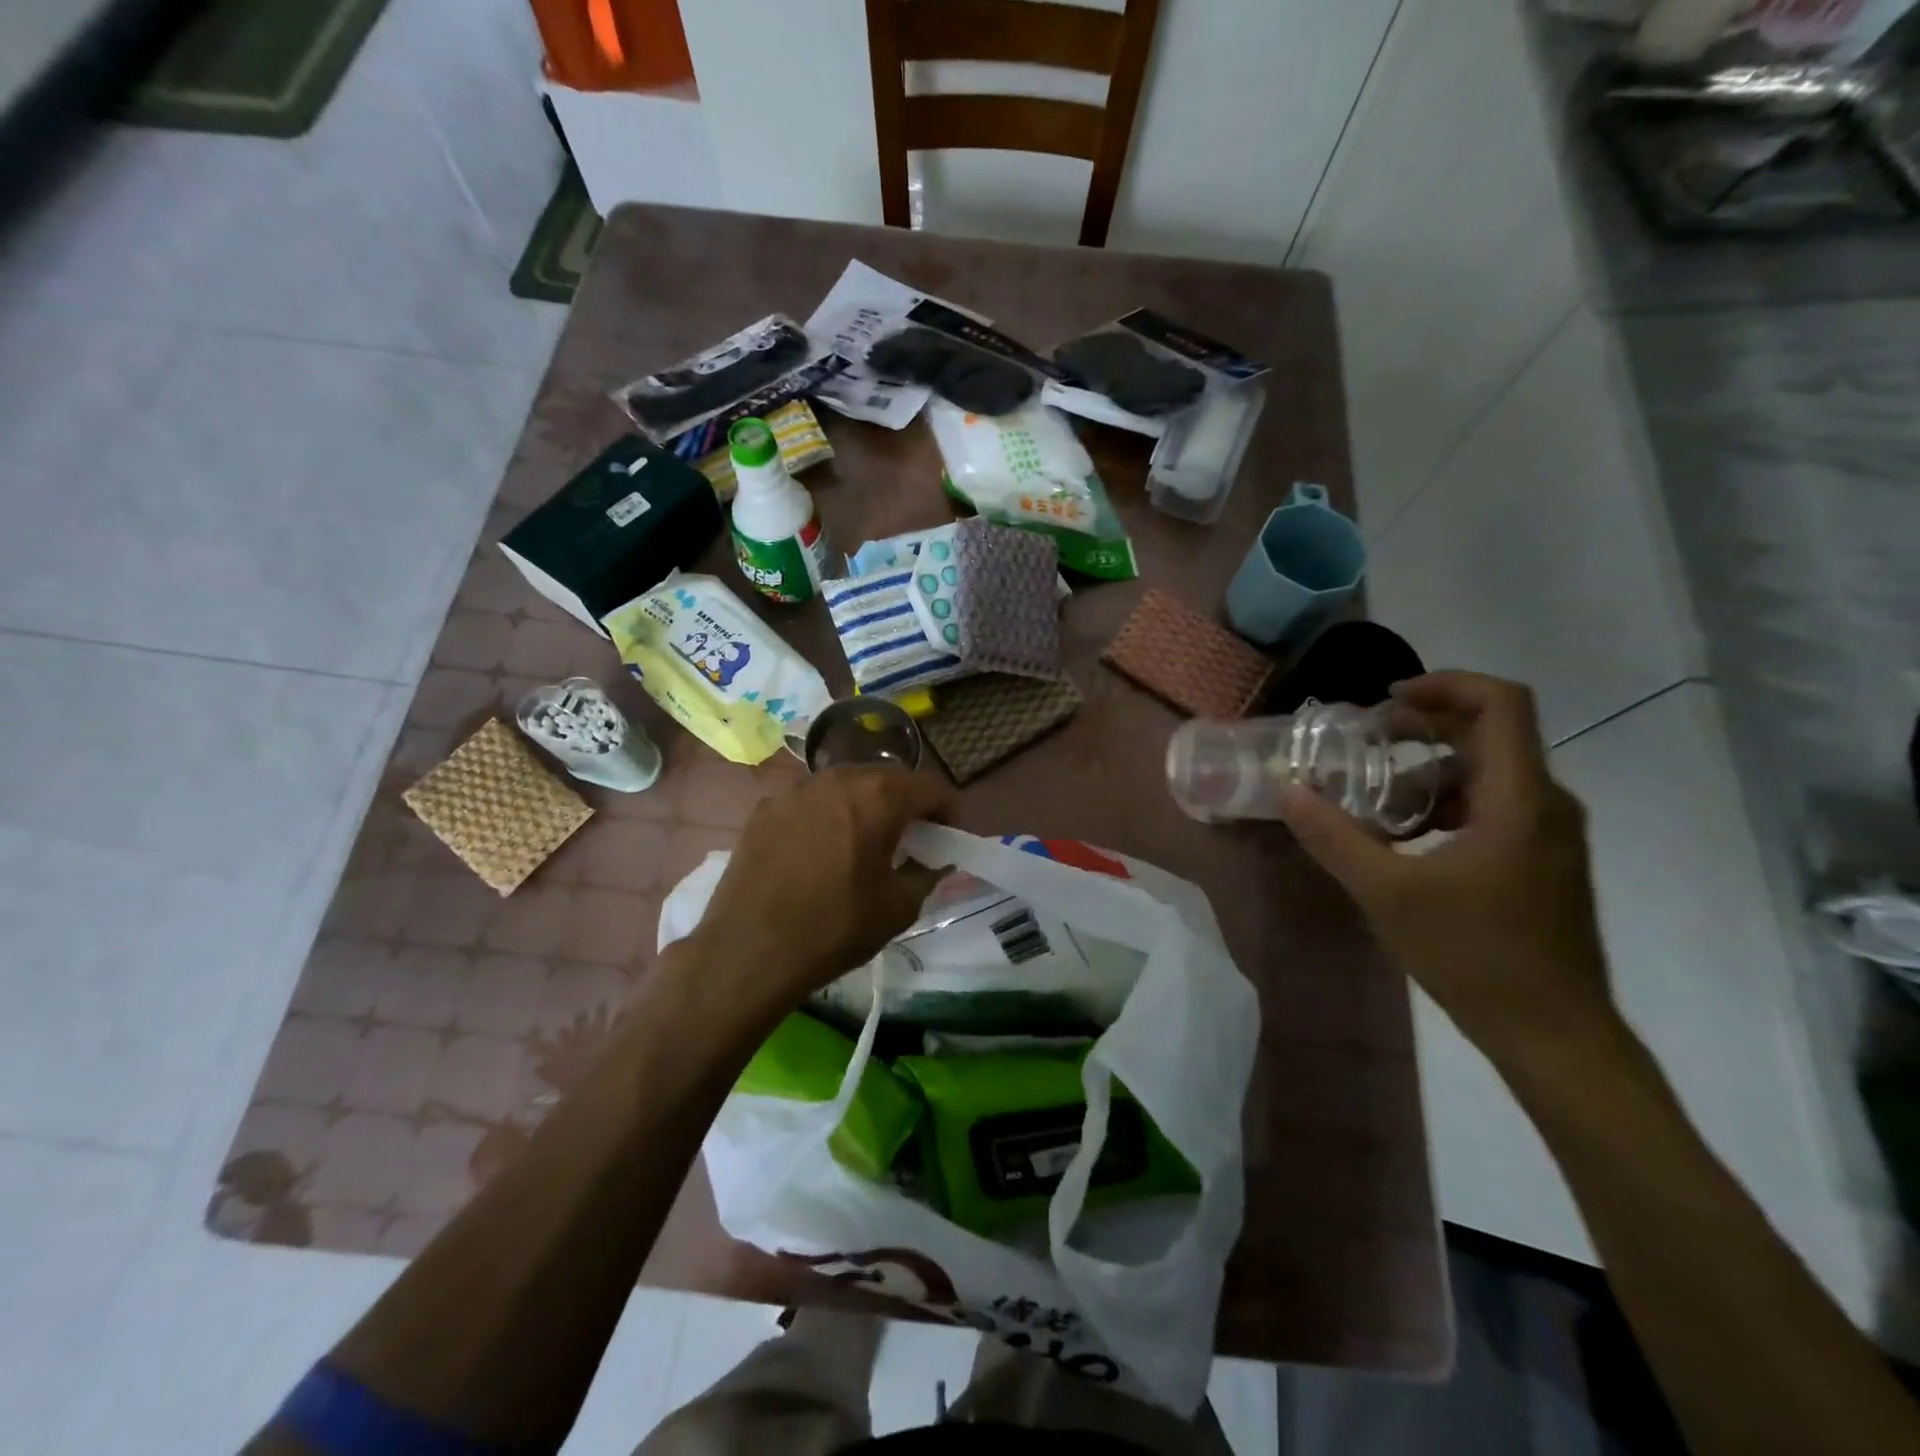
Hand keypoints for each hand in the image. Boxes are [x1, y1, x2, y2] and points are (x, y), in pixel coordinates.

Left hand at [688, 765, 951, 1014]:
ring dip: (863, 806)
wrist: (749, 951)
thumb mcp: (898, 908)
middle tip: (908, 839)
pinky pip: (809, 802)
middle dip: (905, 804)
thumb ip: (926, 874)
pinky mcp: (765, 808)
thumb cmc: (835, 928)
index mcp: (879, 796)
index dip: (947, 810)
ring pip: (845, 786)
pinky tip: (817, 852)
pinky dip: (825, 816)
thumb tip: (935, 861)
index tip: (948, 837)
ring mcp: (796, 789)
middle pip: (886, 778)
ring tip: (861, 842)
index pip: (930, 786)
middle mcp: (838, 778)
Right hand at [1278, 672, 1619, 1067]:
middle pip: (1490, 734)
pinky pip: (1493, 807)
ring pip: (1488, 774)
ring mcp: (1549, 835)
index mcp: (1519, 800)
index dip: (1446, 685)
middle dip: (1424, 727)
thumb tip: (1288, 789)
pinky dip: (1446, 804)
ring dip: (1428, 772)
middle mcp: (1545, 804)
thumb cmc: (1475, 956)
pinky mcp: (1542, 861)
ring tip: (1374, 800)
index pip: (1501, 704)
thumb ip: (1334, 836)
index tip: (1388, 700)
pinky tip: (1405, 839)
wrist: (1555, 1035)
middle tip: (1365, 740)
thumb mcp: (1388, 893)